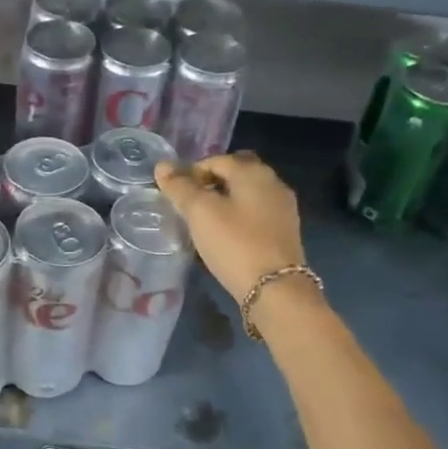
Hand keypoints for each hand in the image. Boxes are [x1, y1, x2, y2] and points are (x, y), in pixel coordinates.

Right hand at [154, 153, 307, 303]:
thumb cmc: (235, 244)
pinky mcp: (285, 231)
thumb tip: (162, 166)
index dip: (191, 172)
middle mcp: (273, 182)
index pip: (216, 159)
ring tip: (204, 221)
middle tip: (191, 204)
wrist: (275, 289)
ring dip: (225, 200)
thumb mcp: (200, 213)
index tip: (176, 195)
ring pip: (247, 193)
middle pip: (236, 173)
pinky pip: (256, 213)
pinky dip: (239, 216)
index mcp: (253, 172)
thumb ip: (180, 187)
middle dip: (211, 183)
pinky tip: (226, 235)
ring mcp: (283, 208)